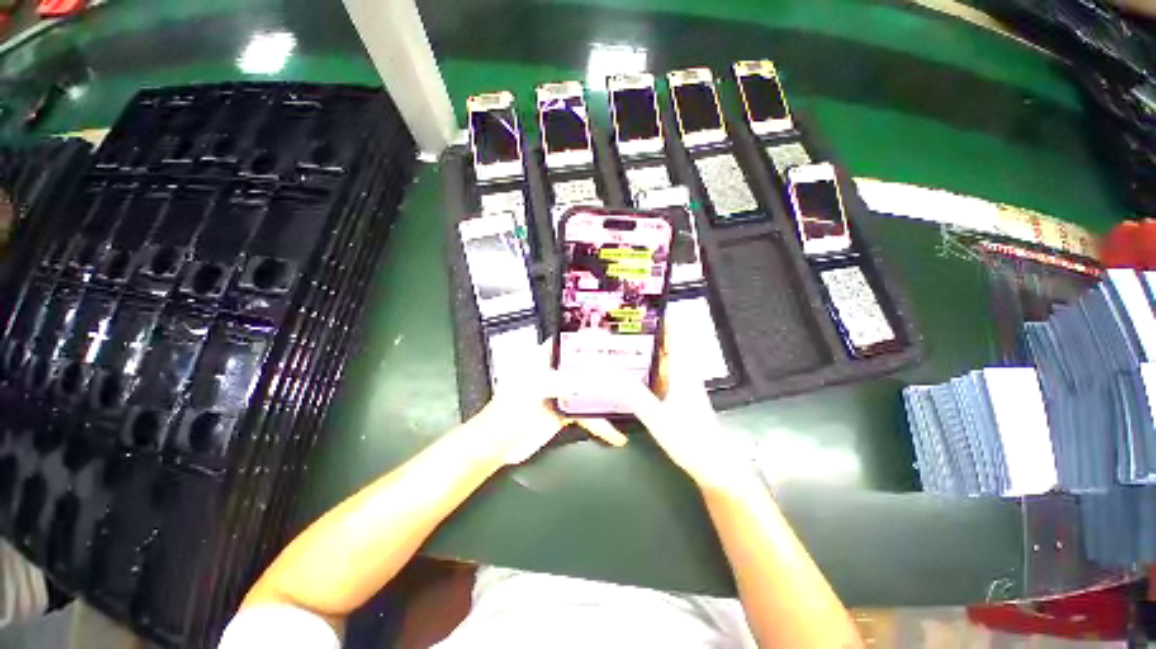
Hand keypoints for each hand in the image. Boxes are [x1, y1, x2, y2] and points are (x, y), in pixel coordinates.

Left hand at [473, 343, 627, 464]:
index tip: (613, 340)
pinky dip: (601, 423)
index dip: (590, 339)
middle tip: (631, 371)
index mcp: (543, 357)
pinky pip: (588, 414)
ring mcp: (561, 392)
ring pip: (589, 390)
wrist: (496, 446)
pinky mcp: (565, 411)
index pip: (570, 341)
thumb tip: (592, 380)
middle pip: (585, 365)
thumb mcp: (534, 390)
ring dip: (607, 397)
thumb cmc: (505, 412)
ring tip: (629, 400)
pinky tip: (614, 432)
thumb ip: (564, 382)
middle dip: (606, 369)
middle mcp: (555, 371)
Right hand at [617, 320, 756, 490]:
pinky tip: (624, 368)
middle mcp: (681, 371)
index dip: (662, 315)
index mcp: (682, 369)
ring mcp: (677, 383)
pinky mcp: (672, 394)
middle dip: (643, 329)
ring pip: (658, 357)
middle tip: (617, 320)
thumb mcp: (658, 418)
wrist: (712, 466)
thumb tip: (610, 375)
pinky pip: (655, 372)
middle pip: (663, 341)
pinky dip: (641, 365)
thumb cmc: (691, 440)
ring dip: (641, 346)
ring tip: (616, 338)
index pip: (675, 333)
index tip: (641, 303)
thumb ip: (635, 396)